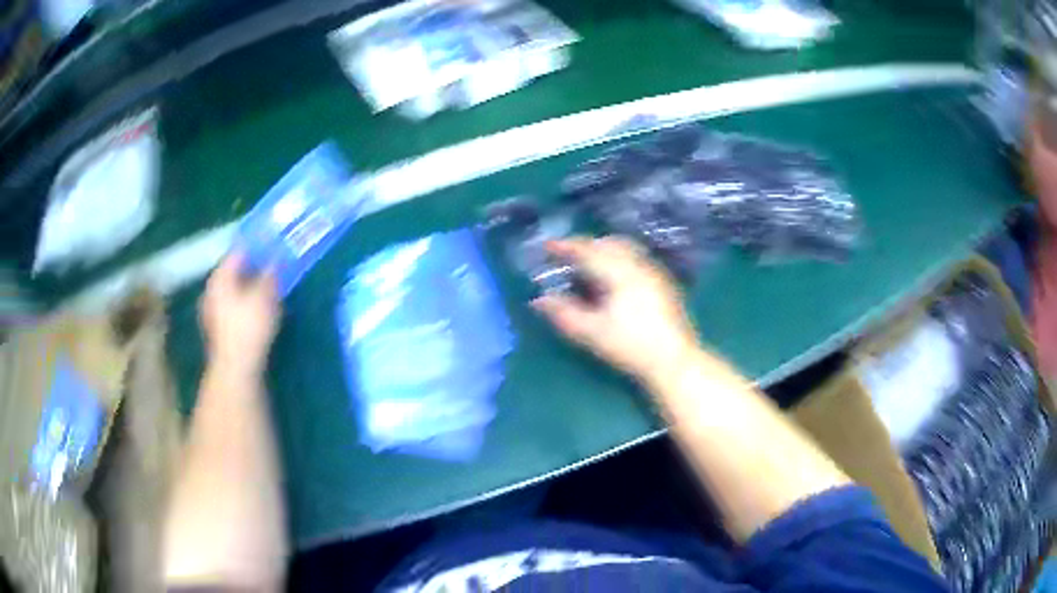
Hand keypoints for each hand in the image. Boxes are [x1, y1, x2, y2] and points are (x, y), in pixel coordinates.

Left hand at [200, 252, 280, 378]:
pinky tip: (258, 310)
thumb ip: (270, 274)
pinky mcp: (218, 330)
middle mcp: (211, 291)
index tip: (272, 243)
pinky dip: (245, 304)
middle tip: (272, 265)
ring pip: (233, 291)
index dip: (256, 246)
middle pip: (233, 272)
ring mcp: (211, 312)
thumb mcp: (265, 296)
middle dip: (252, 268)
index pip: (238, 251)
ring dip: (249, 287)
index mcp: (220, 277)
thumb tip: (276, 258)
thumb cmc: (249, 327)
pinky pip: (233, 307)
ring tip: (268, 288)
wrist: (236, 369)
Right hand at [532, 237, 699, 383]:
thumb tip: (538, 300)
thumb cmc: (631, 346)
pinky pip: (636, 259)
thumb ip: (563, 313)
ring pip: (625, 249)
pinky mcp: (663, 283)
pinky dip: (618, 259)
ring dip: (603, 251)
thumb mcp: (592, 332)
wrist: (674, 360)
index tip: (546, 247)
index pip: (587, 250)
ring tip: (588, 266)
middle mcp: (638, 264)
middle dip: (585, 246)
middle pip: (608, 243)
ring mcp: (654, 272)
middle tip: (566, 256)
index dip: (565, 247)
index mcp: (619, 272)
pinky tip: (612, 280)